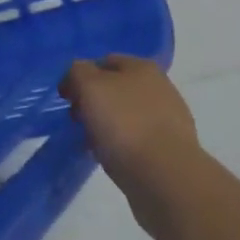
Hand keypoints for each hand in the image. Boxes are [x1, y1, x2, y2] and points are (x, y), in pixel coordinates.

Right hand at [60, 54, 202, 238]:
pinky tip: (113, 159)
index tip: (67, 99)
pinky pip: (138, 141)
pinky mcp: (172, 151)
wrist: (166, 178)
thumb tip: (77, 77)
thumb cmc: (124, 124)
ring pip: (126, 116)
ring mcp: (169, 120)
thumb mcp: (89, 86)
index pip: (103, 61)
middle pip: (115, 89)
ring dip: (107, 126)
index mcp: (142, 67)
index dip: (81, 76)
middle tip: (78, 122)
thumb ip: (77, 72)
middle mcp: (160, 88)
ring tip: (93, 145)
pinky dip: (122, 147)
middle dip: (93, 103)